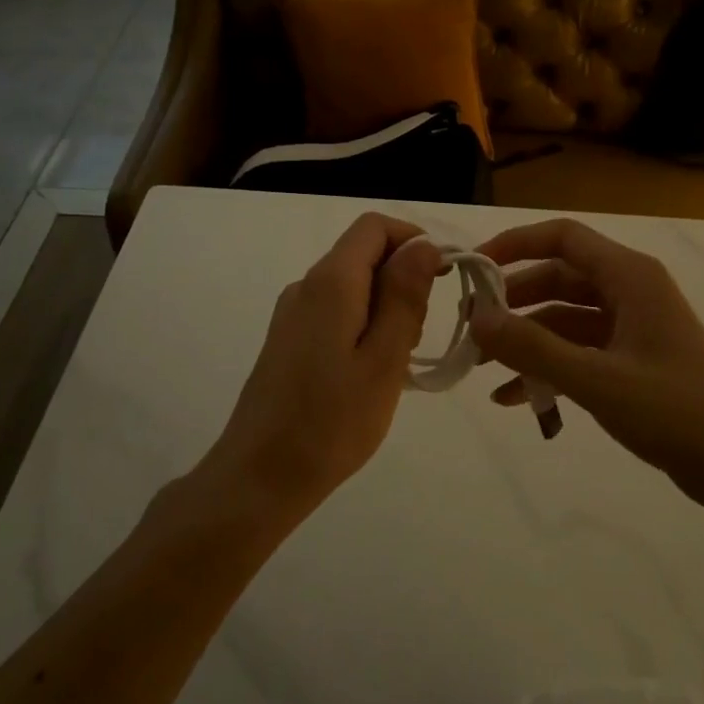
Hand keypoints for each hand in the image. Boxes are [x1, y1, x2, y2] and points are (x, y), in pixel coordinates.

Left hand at [206, 213, 441, 512]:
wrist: (259, 477)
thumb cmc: (331, 422)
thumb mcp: (384, 360)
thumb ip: (405, 296)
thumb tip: (423, 245)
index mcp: (330, 283)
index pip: (374, 227)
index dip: (414, 240)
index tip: (444, 277)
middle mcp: (306, 286)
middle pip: (364, 255)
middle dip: (403, 281)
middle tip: (418, 337)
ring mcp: (293, 314)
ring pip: (353, 286)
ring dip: (386, 308)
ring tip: (396, 363)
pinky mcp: (289, 340)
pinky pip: (336, 312)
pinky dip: (364, 326)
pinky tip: (371, 373)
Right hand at [471, 219, 703, 497]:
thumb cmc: (676, 412)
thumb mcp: (596, 380)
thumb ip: (533, 348)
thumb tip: (476, 318)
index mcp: (630, 277)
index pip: (563, 237)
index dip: (515, 243)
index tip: (474, 267)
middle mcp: (630, 292)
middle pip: (558, 278)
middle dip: (513, 301)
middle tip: (470, 326)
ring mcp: (631, 328)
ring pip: (565, 318)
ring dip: (526, 338)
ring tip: (481, 365)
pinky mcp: (632, 361)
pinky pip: (578, 352)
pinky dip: (547, 367)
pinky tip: (513, 397)